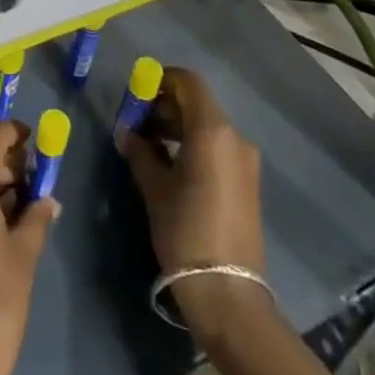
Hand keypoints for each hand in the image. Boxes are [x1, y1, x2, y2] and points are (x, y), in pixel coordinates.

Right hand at [118, 67, 269, 343]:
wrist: (228, 294)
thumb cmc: (186, 231)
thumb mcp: (155, 188)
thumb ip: (140, 151)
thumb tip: (127, 132)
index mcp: (212, 130)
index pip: (187, 82)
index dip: (160, 80)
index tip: (135, 93)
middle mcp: (234, 137)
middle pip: (197, 102)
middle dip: (164, 105)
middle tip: (136, 121)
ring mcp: (245, 160)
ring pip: (207, 125)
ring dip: (177, 125)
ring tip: (148, 144)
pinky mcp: (247, 182)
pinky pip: (217, 146)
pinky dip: (193, 143)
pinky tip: (170, 164)